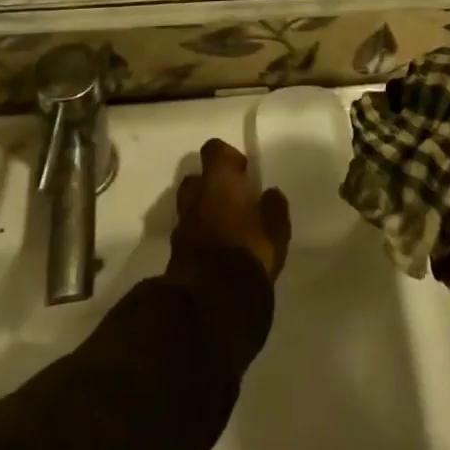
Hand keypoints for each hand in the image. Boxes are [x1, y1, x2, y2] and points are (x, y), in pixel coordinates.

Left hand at [170, 139, 291, 282]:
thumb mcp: (276, 230)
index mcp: (221, 180)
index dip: (227, 157)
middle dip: (210, 185)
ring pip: (189, 205)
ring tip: (221, 225)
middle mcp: (197, 195)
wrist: (213, 300)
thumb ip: (273, 207)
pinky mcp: (174, 251)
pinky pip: (186, 232)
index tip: (242, 171)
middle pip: (196, 178)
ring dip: (201, 210)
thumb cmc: (250, 252)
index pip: (215, 149)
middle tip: (231, 199)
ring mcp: (182, 222)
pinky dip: (197, 235)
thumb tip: (270, 194)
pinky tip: (213, 249)